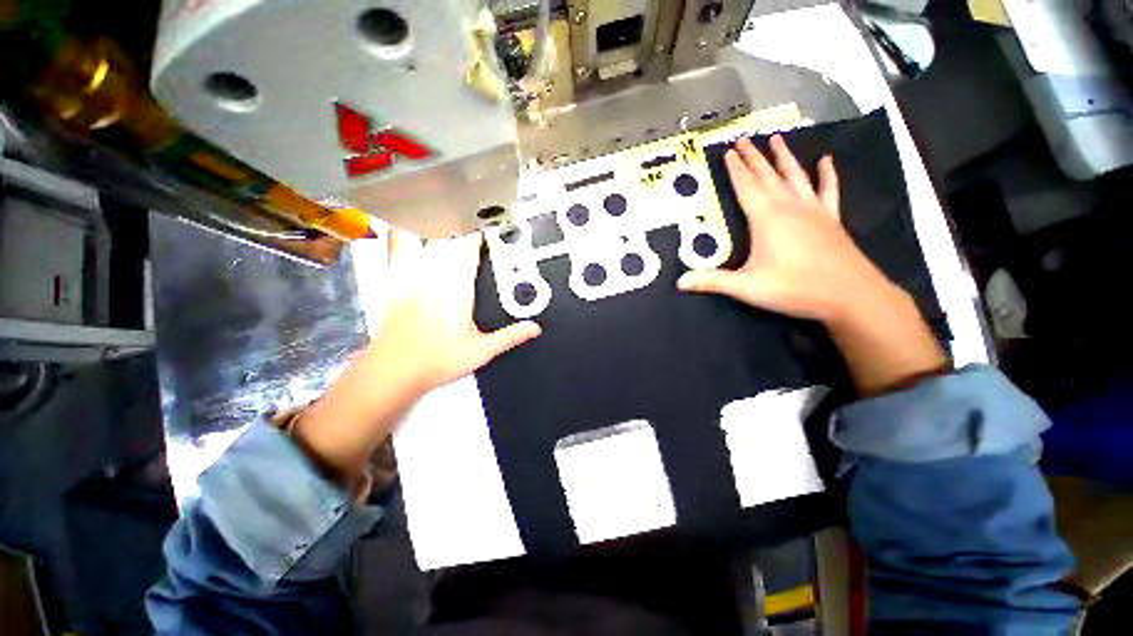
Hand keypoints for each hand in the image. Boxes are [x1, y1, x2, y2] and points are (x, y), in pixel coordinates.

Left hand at [292, 231, 539, 488]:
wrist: (396, 368)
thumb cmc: (433, 360)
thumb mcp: (480, 352)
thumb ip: (509, 336)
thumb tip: (532, 329)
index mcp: (458, 283)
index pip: (473, 242)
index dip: (484, 229)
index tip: (492, 226)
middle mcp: (434, 271)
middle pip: (451, 232)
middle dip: (464, 225)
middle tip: (474, 223)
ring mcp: (412, 272)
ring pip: (426, 233)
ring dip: (438, 224)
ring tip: (447, 217)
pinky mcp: (395, 278)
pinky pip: (397, 244)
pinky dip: (402, 231)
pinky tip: (404, 224)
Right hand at [678, 135, 947, 394]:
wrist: (846, 291)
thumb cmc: (796, 287)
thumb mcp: (751, 288)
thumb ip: (716, 282)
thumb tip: (681, 282)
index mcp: (764, 215)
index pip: (744, 184)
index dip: (734, 168)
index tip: (727, 151)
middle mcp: (786, 202)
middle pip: (766, 173)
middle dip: (753, 156)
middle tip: (743, 138)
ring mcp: (811, 206)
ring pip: (794, 173)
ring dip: (783, 156)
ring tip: (775, 138)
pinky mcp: (831, 215)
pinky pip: (828, 188)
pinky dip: (827, 174)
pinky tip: (826, 160)